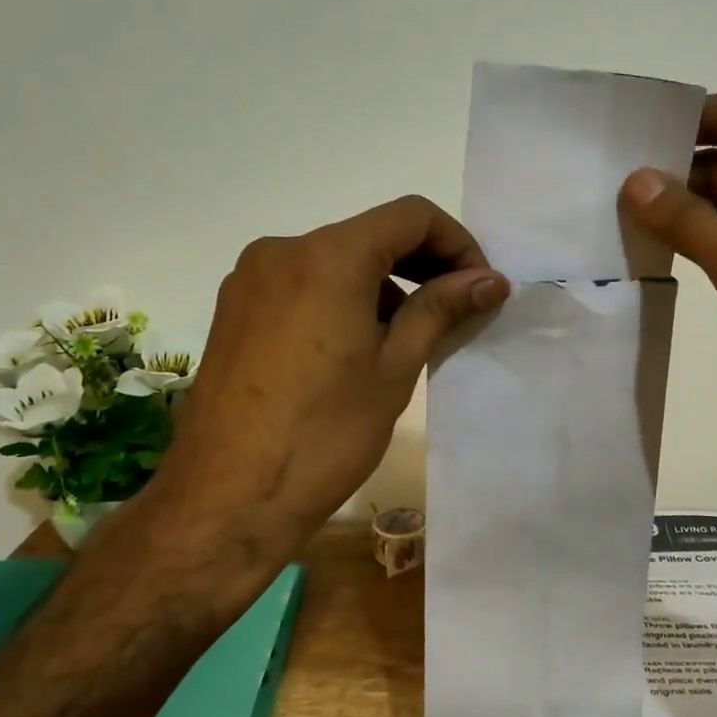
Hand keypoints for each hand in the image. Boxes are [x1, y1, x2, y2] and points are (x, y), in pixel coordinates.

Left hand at [155, 196, 505, 544]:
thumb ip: (441, 309)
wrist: (226, 499)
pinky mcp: (233, 309)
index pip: (411, 217)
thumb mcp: (394, 368)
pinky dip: (341, 297)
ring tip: (408, 336)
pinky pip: (303, 283)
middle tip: (457, 308)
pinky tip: (356, 346)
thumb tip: (490, 280)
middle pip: (371, 234)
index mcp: (328, 256)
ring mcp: (250, 279)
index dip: (457, 243)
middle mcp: (282, 250)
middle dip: (423, 263)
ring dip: (382, 284)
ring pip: (335, 259)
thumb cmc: (325, 434)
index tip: (478, 287)